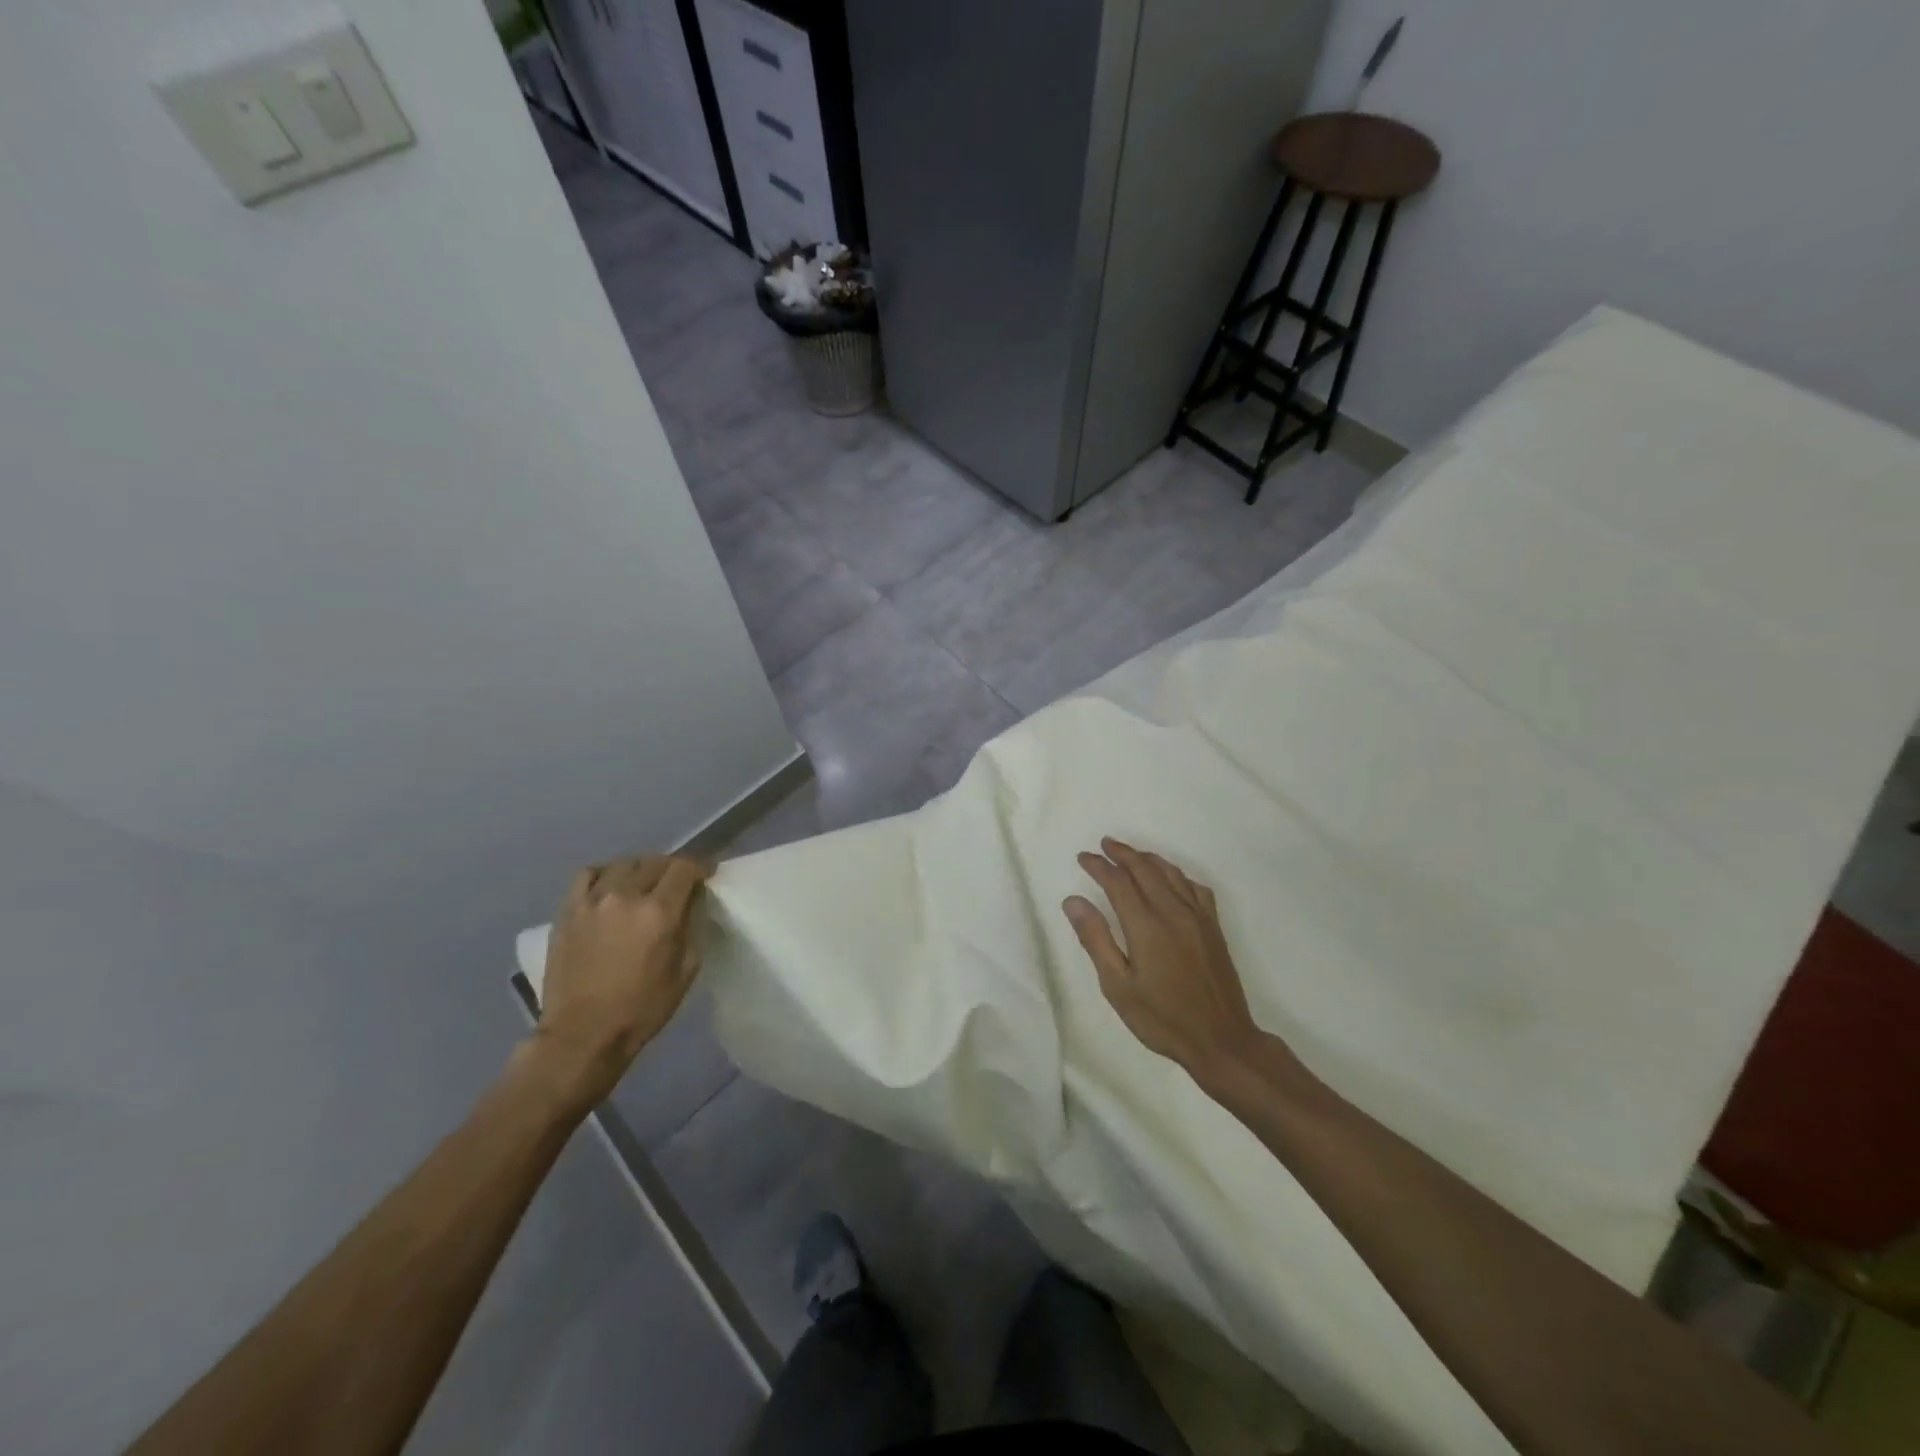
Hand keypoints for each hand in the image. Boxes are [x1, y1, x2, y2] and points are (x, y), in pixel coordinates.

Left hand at [531, 854, 713, 1105]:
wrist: (582, 1035)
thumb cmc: (642, 1008)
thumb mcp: (686, 970)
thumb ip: (692, 926)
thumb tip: (694, 900)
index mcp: (659, 912)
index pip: (684, 867)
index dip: (700, 867)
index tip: (706, 875)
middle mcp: (626, 896)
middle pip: (655, 861)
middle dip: (672, 868)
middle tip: (677, 884)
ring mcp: (593, 900)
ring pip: (623, 863)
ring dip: (640, 869)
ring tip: (643, 884)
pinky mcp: (568, 910)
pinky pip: (588, 874)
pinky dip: (605, 873)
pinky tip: (610, 887)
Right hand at [1064, 838, 1268, 1076]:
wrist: (1222, 1041)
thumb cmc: (1162, 1018)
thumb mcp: (1118, 986)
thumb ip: (1096, 939)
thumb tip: (1073, 901)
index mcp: (1146, 926)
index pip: (1118, 882)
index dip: (1099, 866)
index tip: (1083, 858)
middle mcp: (1173, 912)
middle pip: (1145, 869)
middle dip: (1122, 854)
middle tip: (1104, 845)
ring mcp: (1198, 917)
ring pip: (1171, 873)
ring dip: (1148, 859)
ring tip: (1131, 854)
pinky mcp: (1214, 927)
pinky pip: (1194, 887)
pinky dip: (1177, 874)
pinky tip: (1171, 879)